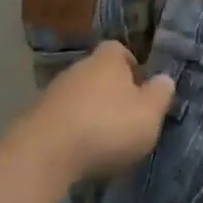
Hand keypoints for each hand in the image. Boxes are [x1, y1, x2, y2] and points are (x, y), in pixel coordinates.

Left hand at [22, 41, 173, 181]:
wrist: (46, 151)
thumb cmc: (106, 126)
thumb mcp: (148, 114)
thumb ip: (160, 95)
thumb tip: (165, 78)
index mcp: (108, 59)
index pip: (120, 51)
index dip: (131, 67)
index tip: (139, 88)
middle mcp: (80, 66)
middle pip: (98, 73)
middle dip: (110, 92)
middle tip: (124, 118)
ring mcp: (55, 90)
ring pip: (79, 95)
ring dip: (89, 112)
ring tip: (102, 140)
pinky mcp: (36, 116)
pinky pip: (61, 118)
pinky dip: (71, 130)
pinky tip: (78, 152)